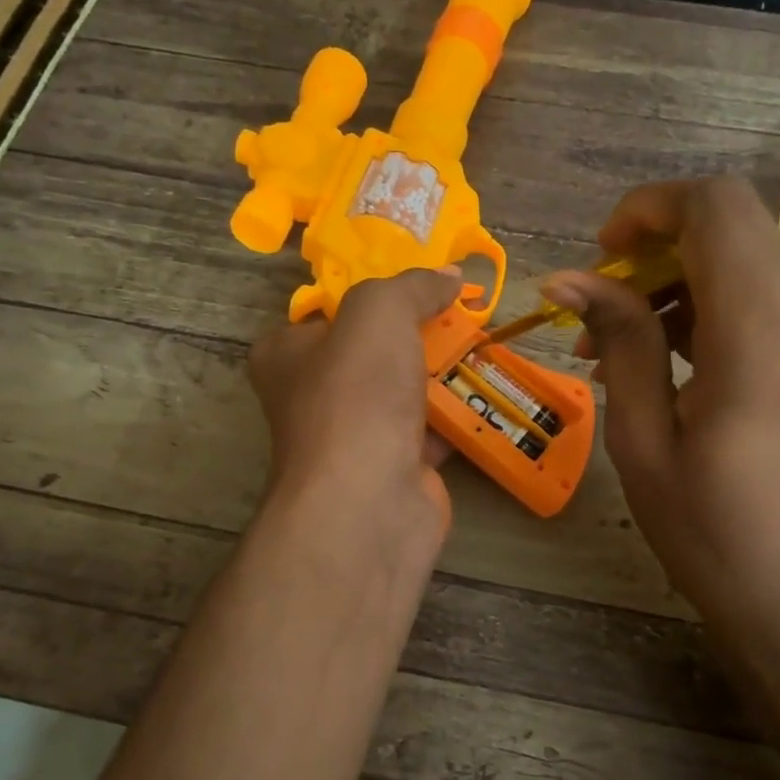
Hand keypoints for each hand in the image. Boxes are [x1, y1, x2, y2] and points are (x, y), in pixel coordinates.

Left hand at [248, 268, 460, 548]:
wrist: (369, 502)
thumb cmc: (356, 397)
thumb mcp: (378, 314)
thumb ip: (411, 286)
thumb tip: (448, 276)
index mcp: (287, 354)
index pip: (330, 311)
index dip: (376, 293)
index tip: (423, 282)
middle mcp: (315, 395)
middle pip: (376, 349)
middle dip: (421, 331)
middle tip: (465, 311)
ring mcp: (356, 436)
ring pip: (407, 389)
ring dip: (445, 371)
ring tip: (487, 343)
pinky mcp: (395, 467)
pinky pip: (432, 429)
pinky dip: (459, 414)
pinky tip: (492, 391)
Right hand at [543, 177, 779, 640]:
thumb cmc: (704, 528)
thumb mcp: (641, 439)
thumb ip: (620, 342)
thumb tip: (568, 275)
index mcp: (758, 337)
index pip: (715, 208)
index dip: (648, 209)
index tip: (599, 256)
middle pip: (731, 220)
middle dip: (655, 241)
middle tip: (600, 302)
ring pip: (742, 252)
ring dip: (674, 275)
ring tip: (614, 342)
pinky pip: (756, 291)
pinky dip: (702, 301)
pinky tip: (657, 357)